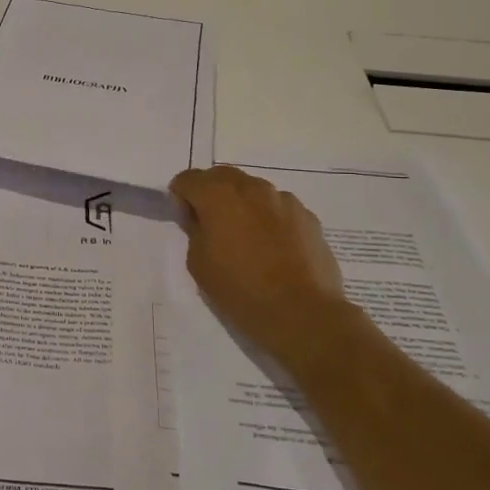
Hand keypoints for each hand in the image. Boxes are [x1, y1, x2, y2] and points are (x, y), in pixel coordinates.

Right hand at [169, 165, 347, 365]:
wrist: (302, 313)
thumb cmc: (240, 291)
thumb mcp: (199, 264)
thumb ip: (194, 231)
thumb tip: (199, 218)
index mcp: (219, 196)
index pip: (188, 179)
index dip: (181, 196)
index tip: (184, 219)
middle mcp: (252, 188)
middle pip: (222, 176)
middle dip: (211, 192)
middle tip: (210, 223)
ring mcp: (284, 200)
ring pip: (253, 190)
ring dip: (242, 203)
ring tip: (245, 237)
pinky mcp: (308, 217)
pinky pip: (278, 208)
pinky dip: (268, 218)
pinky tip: (272, 247)